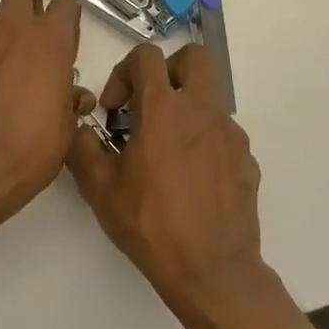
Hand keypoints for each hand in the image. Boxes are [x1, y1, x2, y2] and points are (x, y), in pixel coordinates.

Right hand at [68, 43, 285, 328]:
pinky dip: (202, 141)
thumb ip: (82, 147)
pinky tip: (188, 178)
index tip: (115, 108)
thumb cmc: (151, 225)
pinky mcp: (246, 160)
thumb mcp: (100, 188)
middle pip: (194, 58)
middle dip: (168, 70)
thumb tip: (81, 128)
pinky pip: (221, 133)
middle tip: (148, 104)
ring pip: (209, 98)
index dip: (124, 71)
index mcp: (163, 110)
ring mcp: (230, 135)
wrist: (212, 272)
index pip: (147, 56)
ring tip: (164, 152)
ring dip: (184, 109)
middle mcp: (202, 112)